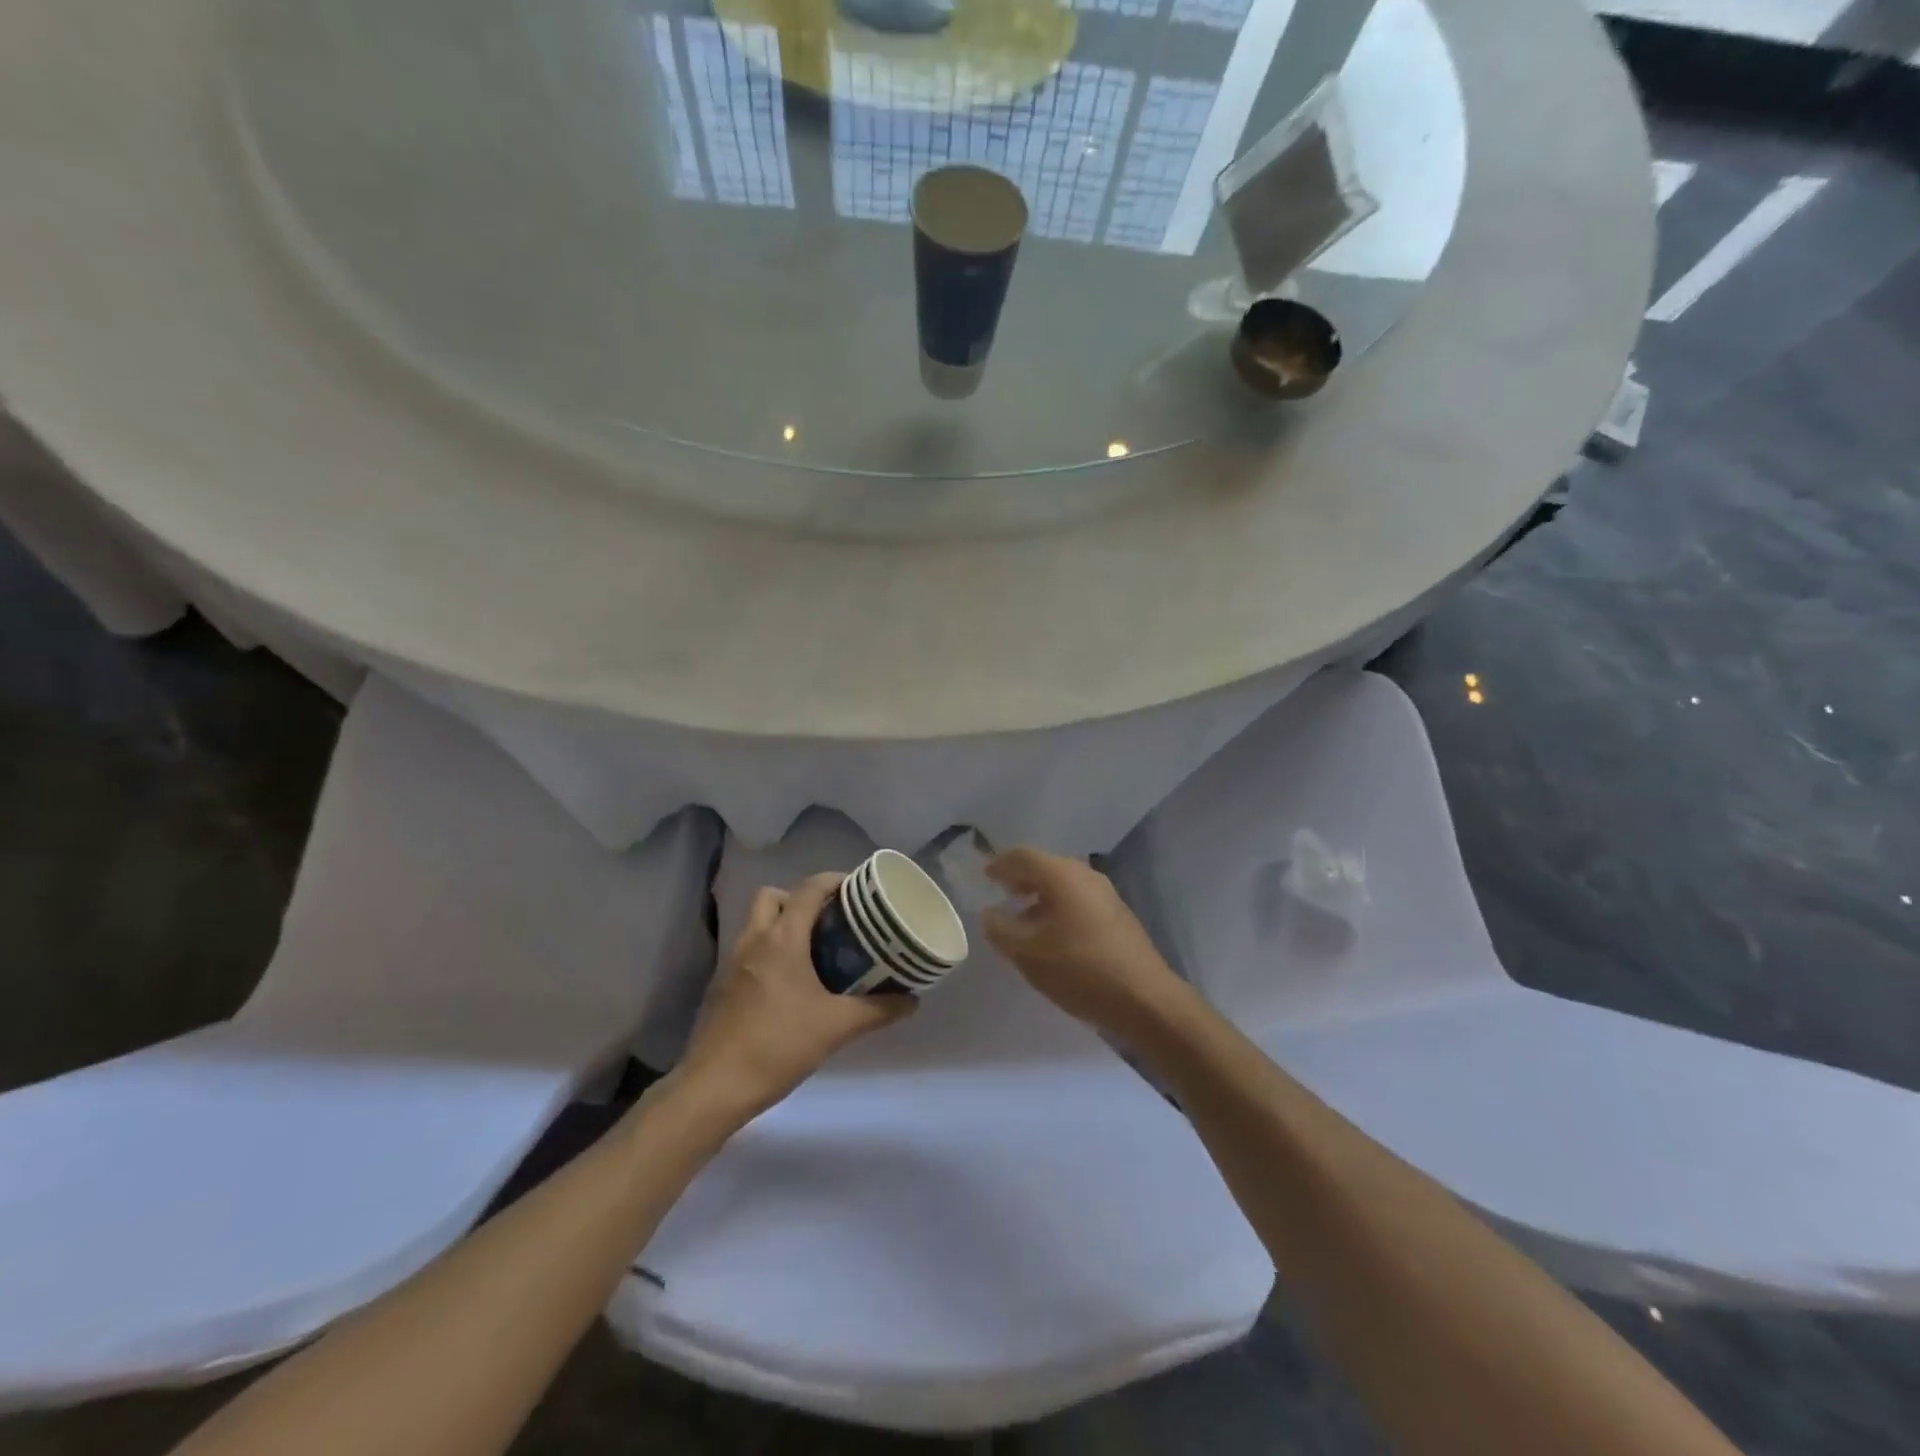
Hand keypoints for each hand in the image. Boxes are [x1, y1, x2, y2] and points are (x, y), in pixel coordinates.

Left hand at [673, 873, 915, 1125]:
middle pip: (773, 896)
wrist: (715, 1087)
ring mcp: (732, 962)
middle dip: (800, 898)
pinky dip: (768, 951)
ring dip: (782, 924)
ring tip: (813, 949)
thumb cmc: (778, 1045)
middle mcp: (754, 940)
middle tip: (829, 920)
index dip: (834, 880)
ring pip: (757, 923)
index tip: (857, 890)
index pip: (808, 889)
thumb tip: (911, 1000)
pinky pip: (748, 950)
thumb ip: (878, 1010)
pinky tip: (788, 983)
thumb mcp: (836, 1027)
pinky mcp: (721, 985)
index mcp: (782, 939)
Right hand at [982, 847, 1183, 1044]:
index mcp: (1061, 875)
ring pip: (1063, 883)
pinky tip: (1053, 935)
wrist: (1144, 999)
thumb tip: (990, 914)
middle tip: (1002, 896)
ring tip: (1023, 920)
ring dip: (1040, 895)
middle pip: (1045, 866)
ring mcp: (1106, 893)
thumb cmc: (1079, 969)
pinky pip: (1079, 899)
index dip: (999, 864)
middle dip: (1021, 879)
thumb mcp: (1027, 953)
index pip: (1022, 855)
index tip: (985, 877)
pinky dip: (1059, 907)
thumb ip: (1000, 929)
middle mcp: (1084, 874)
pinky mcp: (1117, 914)